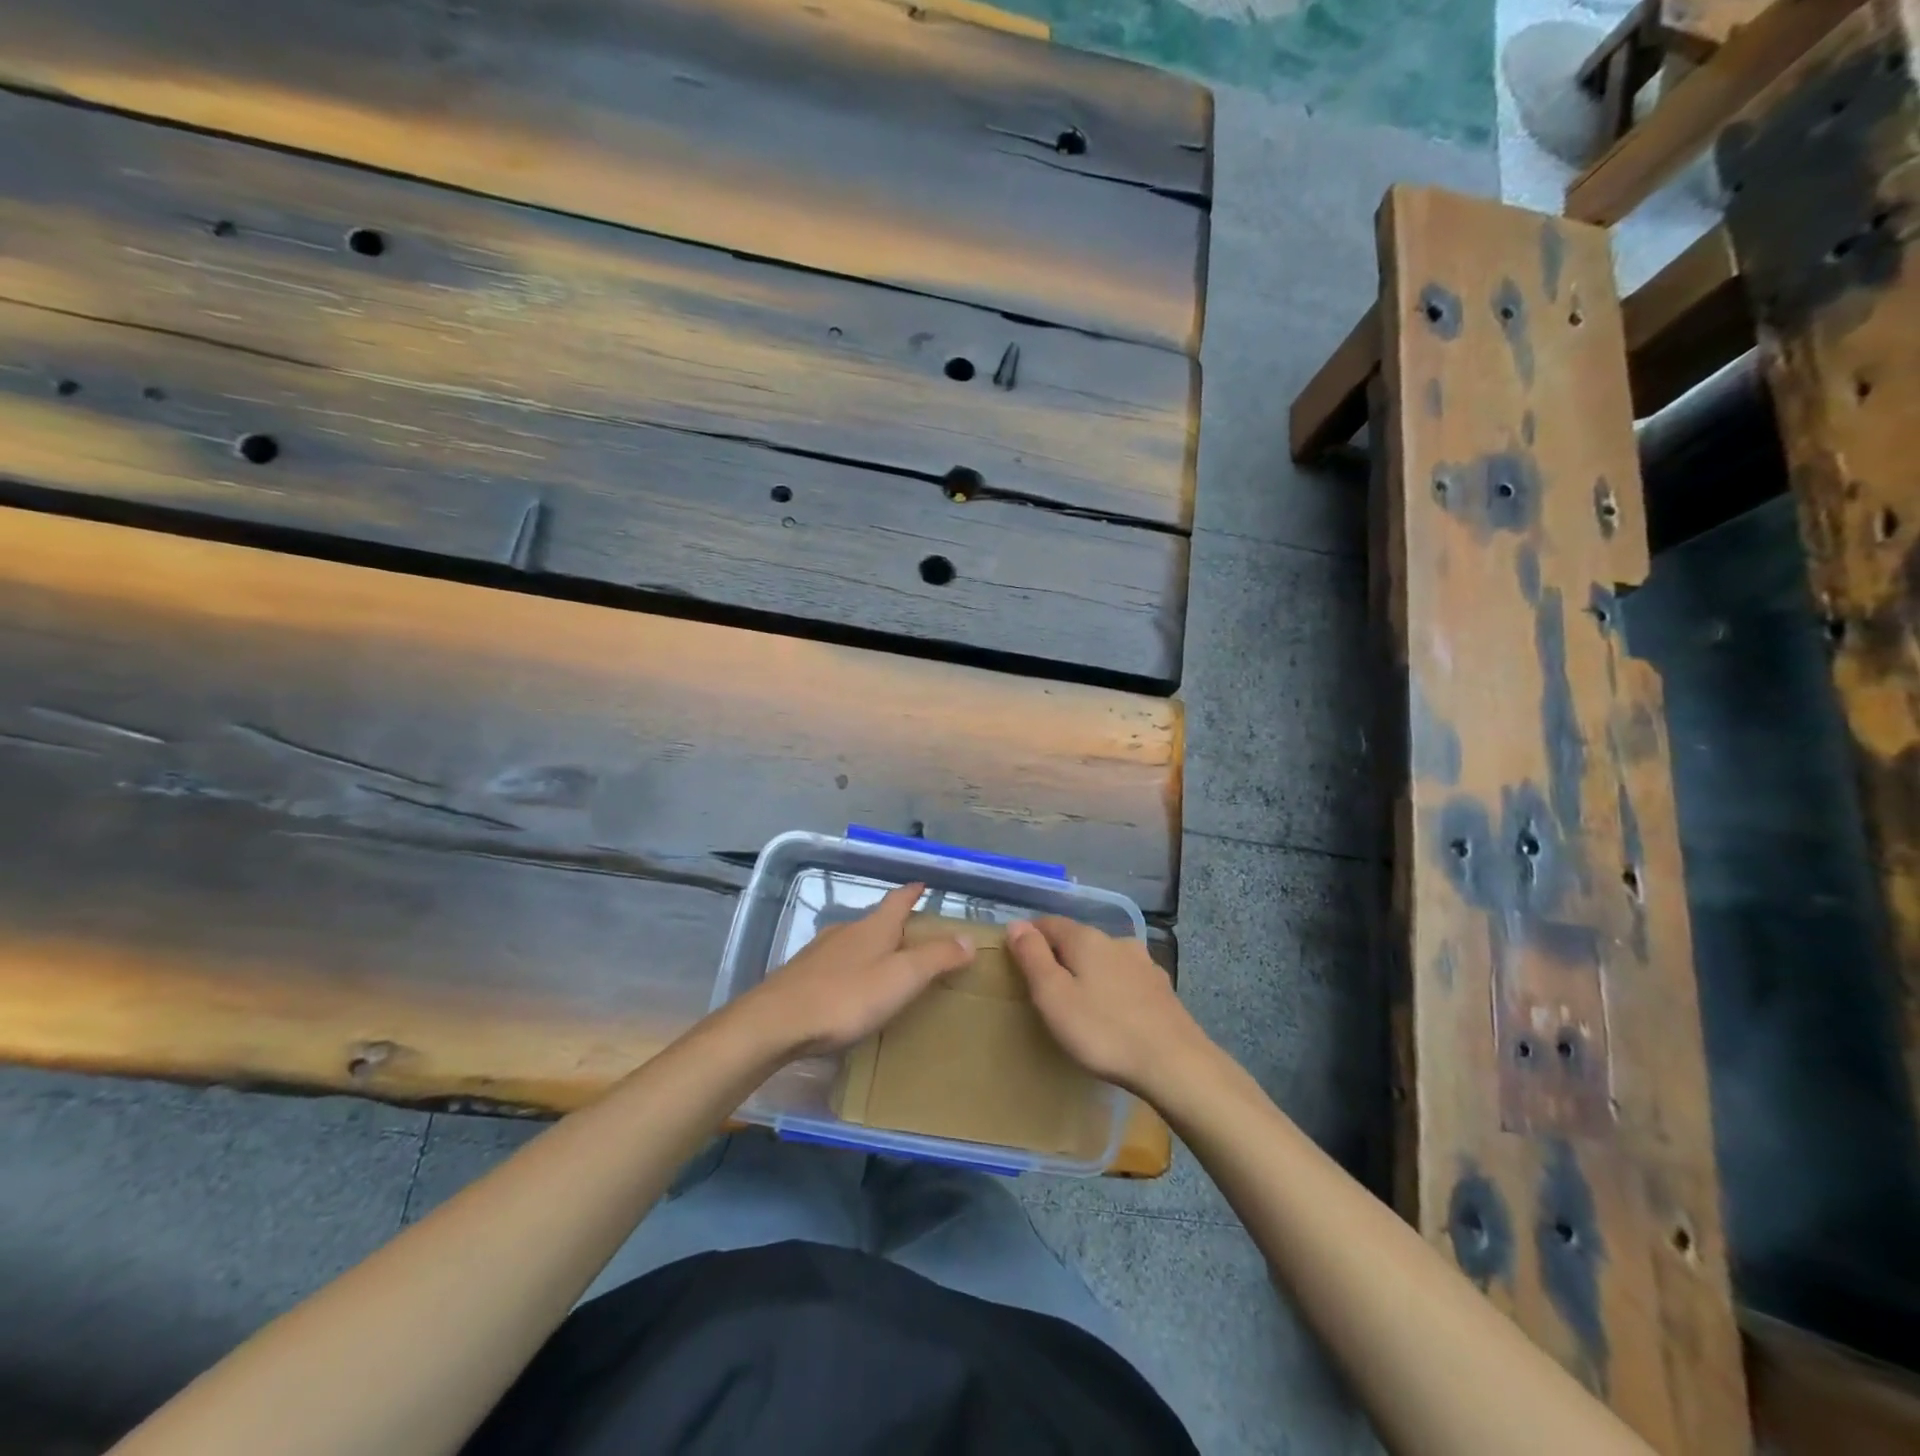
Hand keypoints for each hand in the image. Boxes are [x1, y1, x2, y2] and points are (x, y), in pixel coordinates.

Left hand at [735, 884, 973, 1057]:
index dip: (912, 892)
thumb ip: (936, 958)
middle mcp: (845, 931)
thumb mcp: (901, 978)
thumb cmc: (846, 997)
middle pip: (875, 920)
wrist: (775, 1022)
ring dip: (871, 948)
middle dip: (894, 924)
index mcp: (873, 927)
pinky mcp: (801, 976)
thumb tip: (968, 938)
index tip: (923, 884)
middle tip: (915, 936)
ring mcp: (819, 953)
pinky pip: (835, 965)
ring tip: (886, 965)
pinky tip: (850, 990)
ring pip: (853, 942)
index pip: (898, 900)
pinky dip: (851, 969)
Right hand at [1006, 917, 1215, 1099]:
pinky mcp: (1162, 989)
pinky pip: (1126, 979)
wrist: (1176, 1064)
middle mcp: (1117, 941)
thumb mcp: (1054, 996)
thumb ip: (1032, 957)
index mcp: (1087, 939)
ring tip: (1079, 1002)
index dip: (1030, 937)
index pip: (1049, 923)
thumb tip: (1017, 925)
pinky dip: (1112, 989)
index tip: (1017, 960)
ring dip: (1089, 972)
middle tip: (1044, 987)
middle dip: (1060, 956)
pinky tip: (1113, 1013)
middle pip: (1078, 939)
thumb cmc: (1103, 1031)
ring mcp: (1144, 964)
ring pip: (1105, 959)